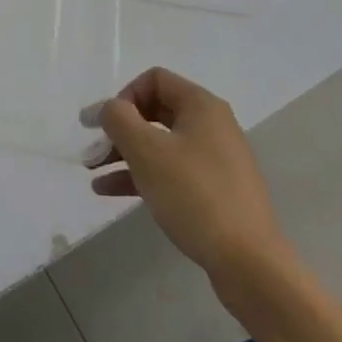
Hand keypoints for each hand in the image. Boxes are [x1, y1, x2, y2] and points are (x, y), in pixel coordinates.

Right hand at [86, 67, 293, 284]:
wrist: (248, 261)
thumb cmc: (194, 194)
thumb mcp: (146, 150)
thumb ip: (118, 119)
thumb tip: (108, 109)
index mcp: (201, 106)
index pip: (154, 80)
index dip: (124, 96)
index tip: (105, 125)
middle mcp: (212, 125)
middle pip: (155, 112)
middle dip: (119, 129)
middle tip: (92, 148)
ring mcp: (215, 160)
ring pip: (160, 144)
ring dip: (124, 154)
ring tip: (93, 172)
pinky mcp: (215, 191)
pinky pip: (171, 171)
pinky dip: (141, 175)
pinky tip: (110, 191)